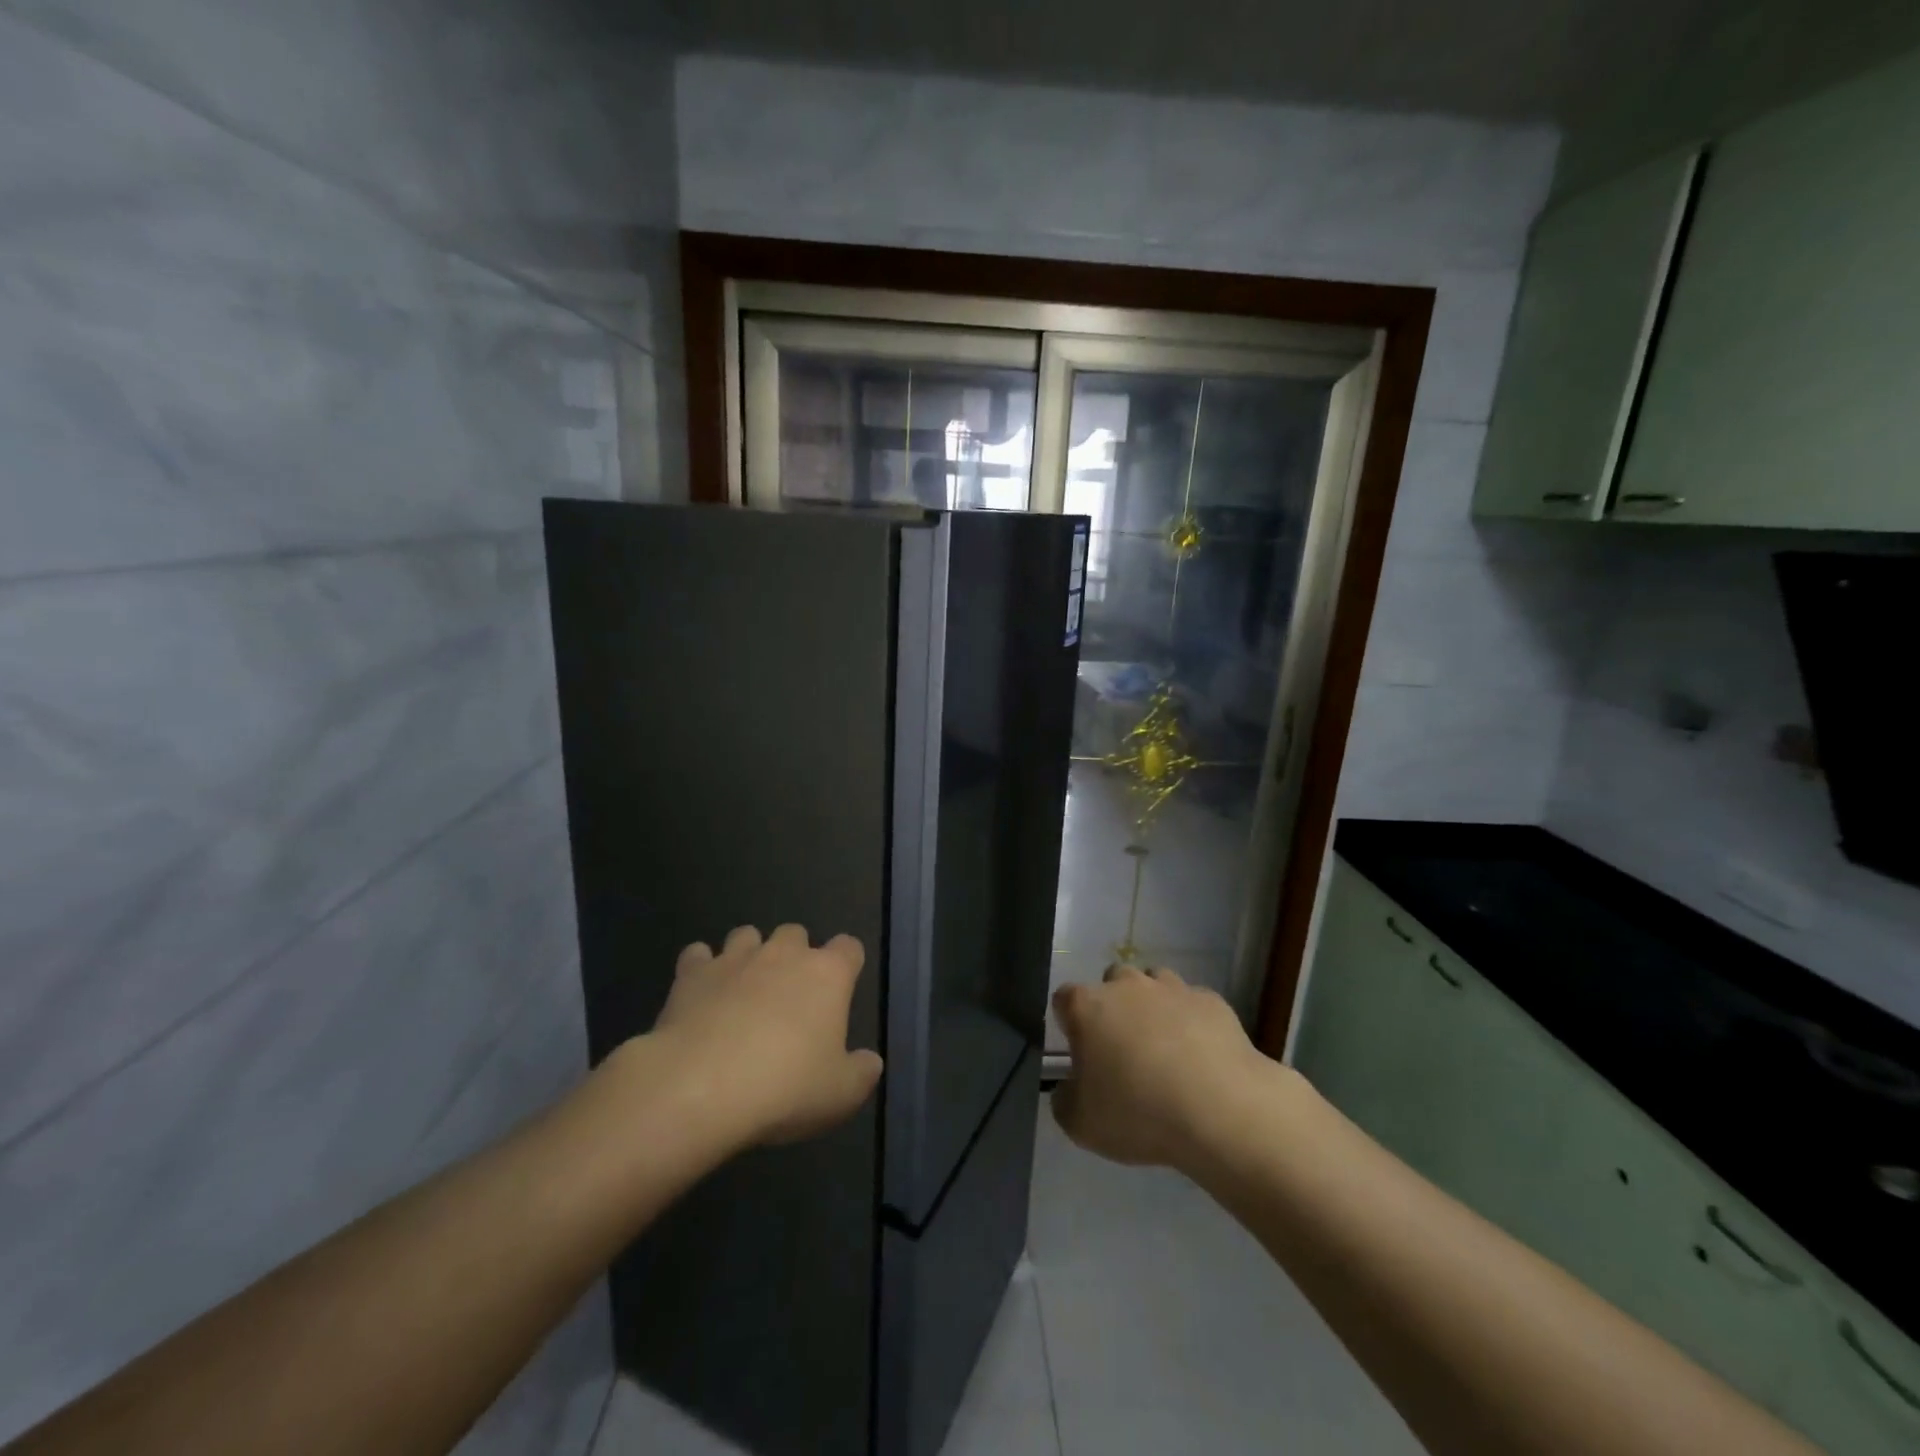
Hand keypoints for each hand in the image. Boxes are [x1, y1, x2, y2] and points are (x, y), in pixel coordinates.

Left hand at [650, 924, 883, 1149]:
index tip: (841, 989)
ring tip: (743, 989)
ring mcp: (735, 959)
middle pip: (796, 932)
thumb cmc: (784, 1088)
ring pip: (747, 935)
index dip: (847, 964)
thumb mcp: (841, 1095)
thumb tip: (871, 1061)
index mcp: (828, 975)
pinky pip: (698, 955)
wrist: (700, 1088)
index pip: (849, 947)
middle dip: (794, 954)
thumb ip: (862, 1073)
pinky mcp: (692, 974)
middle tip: (788, 994)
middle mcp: (784, 954)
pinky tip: (700, 994)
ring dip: (749, 954)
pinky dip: (701, 968)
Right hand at [1051, 964, 1273, 1170]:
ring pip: (1154, 984)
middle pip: (1112, 982)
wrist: (1221, 1110)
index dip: (1069, 1024)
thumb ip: (1065, 1100)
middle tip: (1123, 1051)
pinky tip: (1201, 1055)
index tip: (1081, 1054)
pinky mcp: (1211, 1001)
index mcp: (1087, 1007)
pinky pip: (1193, 1004)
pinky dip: (1192, 1021)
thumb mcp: (1080, 1124)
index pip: (1064, 999)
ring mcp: (1172, 988)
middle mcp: (1127, 986)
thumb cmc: (1139, 1113)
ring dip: (1153, 1007)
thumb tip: (1070, 1088)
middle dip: (1114, 1007)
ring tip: (1165, 1049)